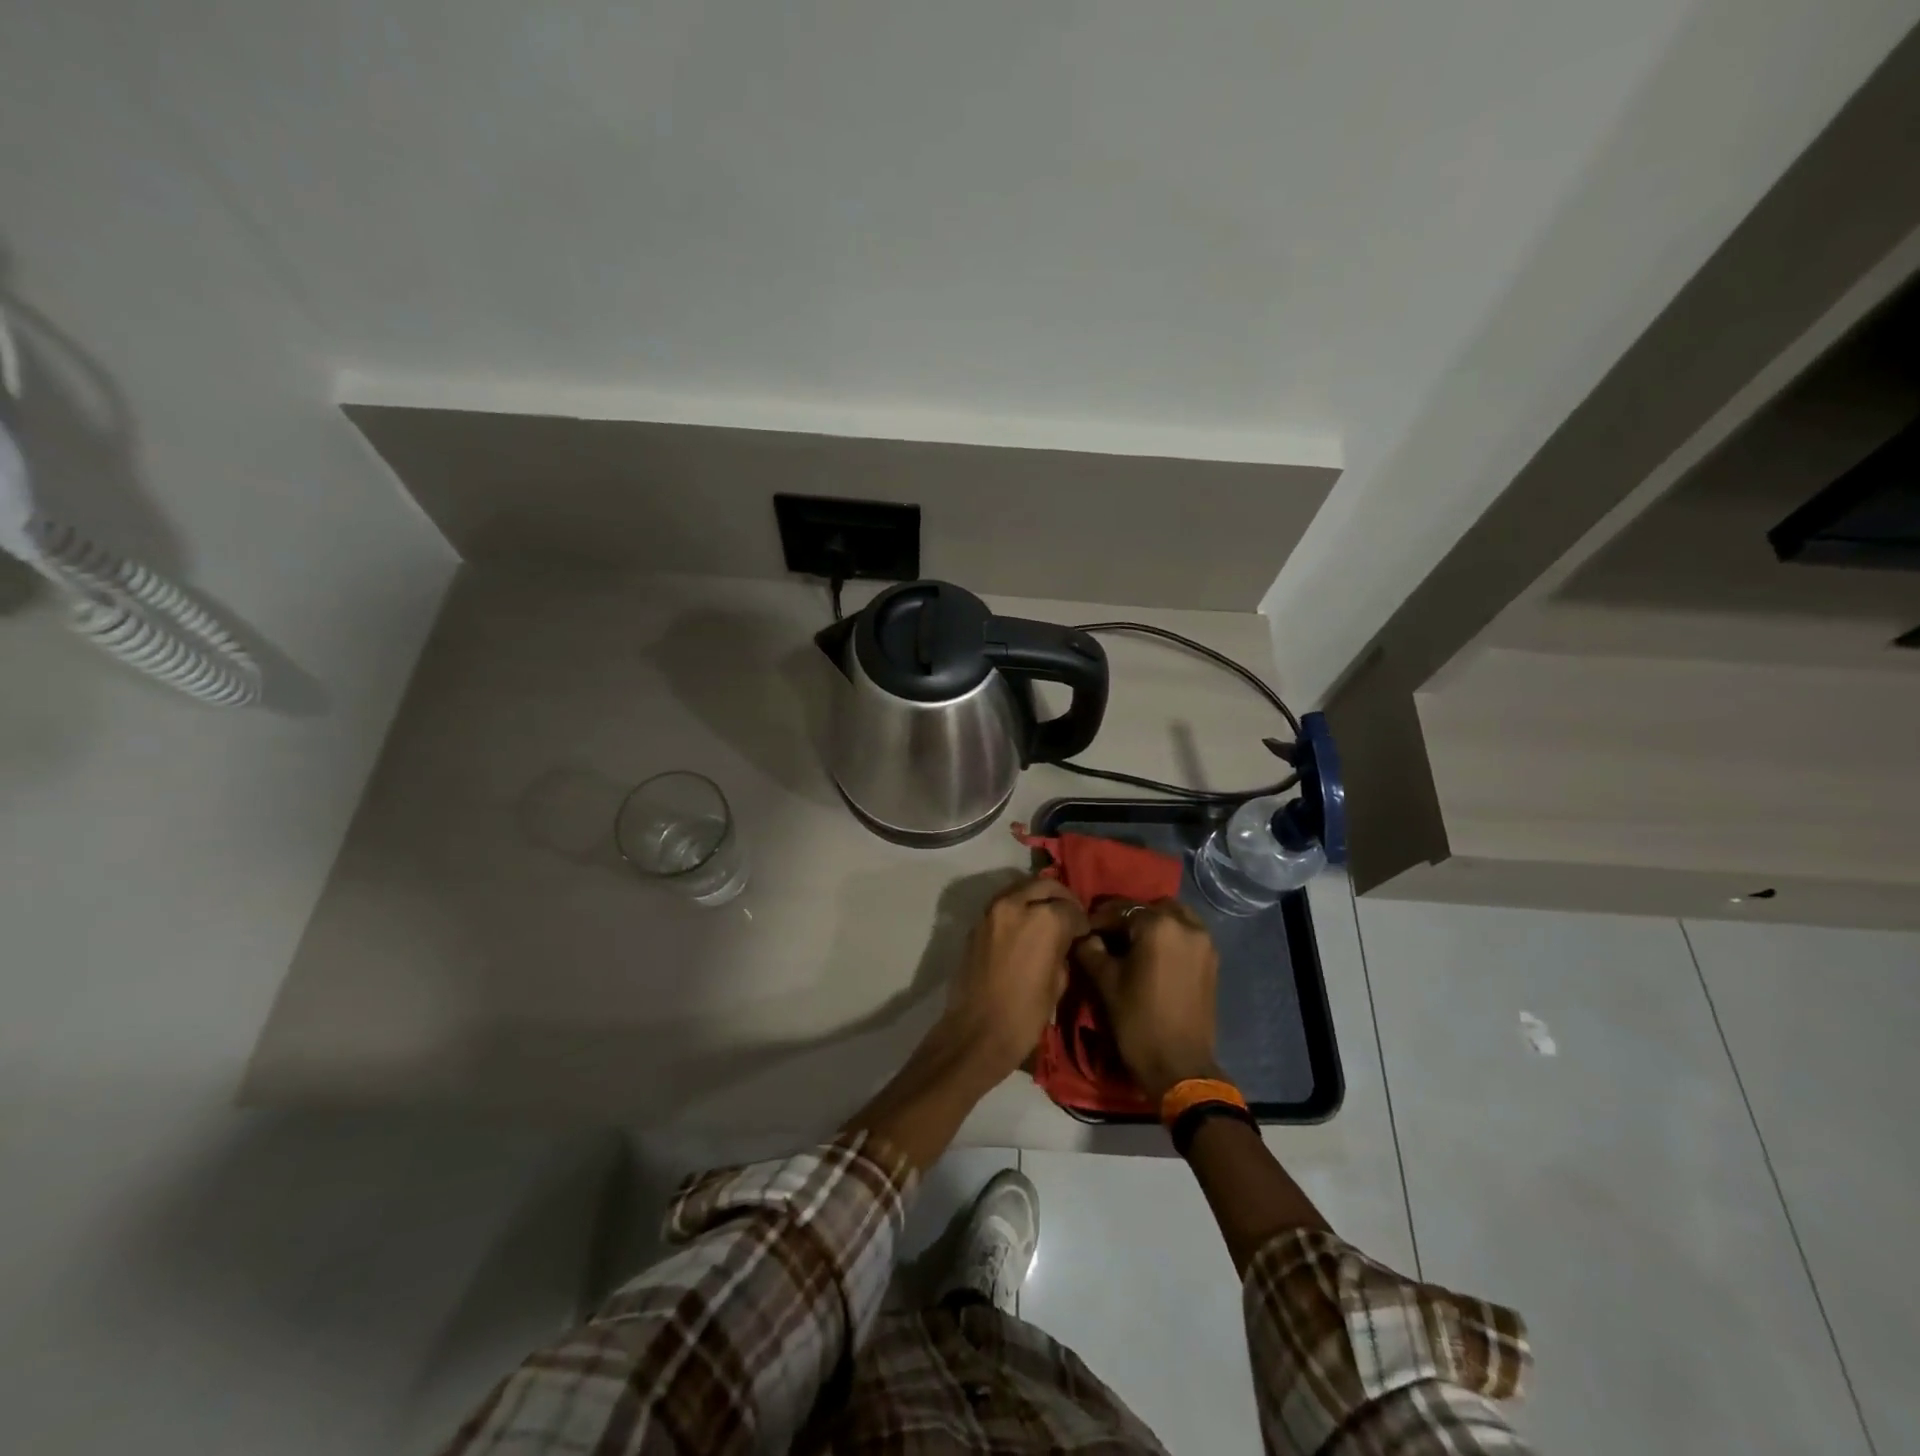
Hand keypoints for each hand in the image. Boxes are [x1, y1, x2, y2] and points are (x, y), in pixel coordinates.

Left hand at [938, 876, 1086, 1081]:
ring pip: (1022, 888)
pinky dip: (1018, 907)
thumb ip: (1064, 950)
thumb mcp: (1059, 982)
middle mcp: (1017, 903)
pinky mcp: (977, 922)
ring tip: (1047, 917)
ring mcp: (993, 910)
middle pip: (1046, 885)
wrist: (977, 1031)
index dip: (1082, 922)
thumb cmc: (1025, 1014)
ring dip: (1037, 897)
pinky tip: (1025, 927)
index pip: (1072, 908)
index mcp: (1045, 919)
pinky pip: (1004, 904)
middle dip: (1061, 898)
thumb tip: (1065, 940)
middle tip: (1069, 917)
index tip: (1084, 933)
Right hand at [1073, 899, 1221, 1101]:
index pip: (1120, 909)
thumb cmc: (1137, 1021)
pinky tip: (1151, 956)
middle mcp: (1186, 925)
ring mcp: (1204, 942)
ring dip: (1151, 924)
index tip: (1082, 930)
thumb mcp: (1105, 982)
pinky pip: (1186, 934)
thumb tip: (1085, 936)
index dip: (1098, 920)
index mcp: (1158, 925)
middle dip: (1128, 917)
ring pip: (1173, 917)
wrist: (1179, 1067)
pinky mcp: (1211, 960)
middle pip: (1150, 907)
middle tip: (1108, 936)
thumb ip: (1090, 949)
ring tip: (1131, 945)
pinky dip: (1169, 936)